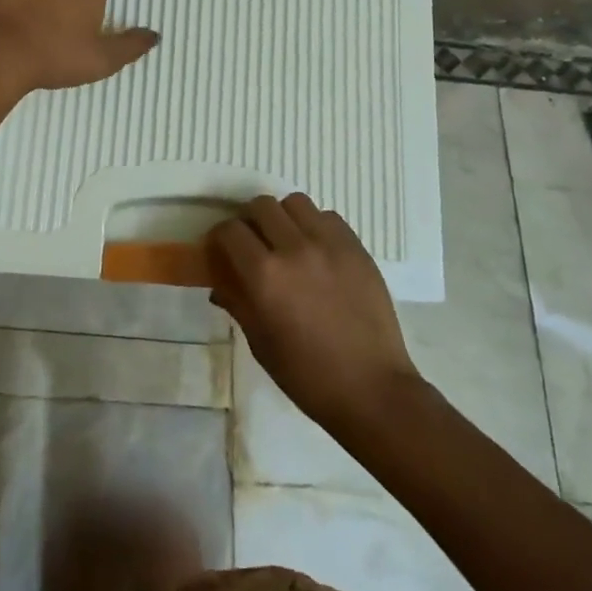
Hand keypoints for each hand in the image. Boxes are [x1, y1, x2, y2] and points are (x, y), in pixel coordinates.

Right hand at [207, 194, 421, 432]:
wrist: (371, 388)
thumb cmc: (308, 375)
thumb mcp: (261, 344)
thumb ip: (238, 303)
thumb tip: (219, 283)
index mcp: (265, 275)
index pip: (230, 231)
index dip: (220, 238)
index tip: (221, 250)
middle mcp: (294, 248)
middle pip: (261, 205)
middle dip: (250, 221)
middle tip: (253, 244)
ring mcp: (329, 243)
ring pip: (295, 203)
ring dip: (283, 217)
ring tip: (287, 241)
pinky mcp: (356, 247)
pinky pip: (328, 217)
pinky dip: (315, 226)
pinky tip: (317, 251)